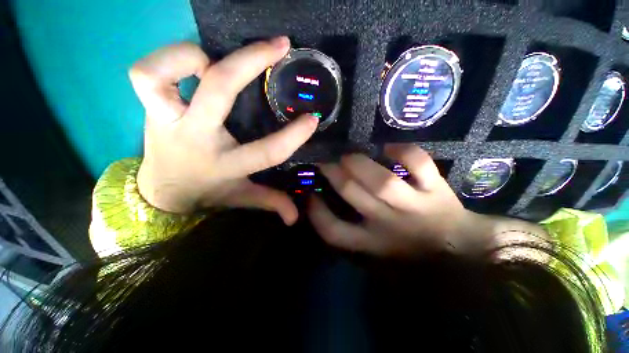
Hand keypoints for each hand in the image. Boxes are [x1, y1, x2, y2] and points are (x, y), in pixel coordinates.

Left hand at [129, 38, 318, 223]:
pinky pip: (145, 73)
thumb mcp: (242, 198)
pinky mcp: (149, 107)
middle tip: (280, 45)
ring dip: (193, 56)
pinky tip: (194, 65)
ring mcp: (165, 119)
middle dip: (252, 62)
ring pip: (161, 74)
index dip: (293, 135)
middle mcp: (195, 137)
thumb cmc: (209, 191)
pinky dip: (168, 59)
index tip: (312, 119)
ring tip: (218, 59)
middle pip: (219, 90)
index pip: (267, 151)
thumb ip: (271, 202)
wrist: (161, 191)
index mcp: (225, 164)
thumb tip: (296, 218)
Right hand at [308, 144, 524, 257]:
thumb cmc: (408, 248)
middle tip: (326, 161)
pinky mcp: (436, 189)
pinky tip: (389, 147)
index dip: (316, 212)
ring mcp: (414, 204)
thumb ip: (346, 228)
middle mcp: (388, 222)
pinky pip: (419, 165)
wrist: (458, 247)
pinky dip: (404, 151)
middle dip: (333, 173)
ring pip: (381, 180)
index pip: (333, 231)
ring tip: (349, 155)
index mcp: (371, 241)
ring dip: (358, 163)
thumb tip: (319, 202)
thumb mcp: (372, 248)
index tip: (310, 194)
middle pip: (351, 194)